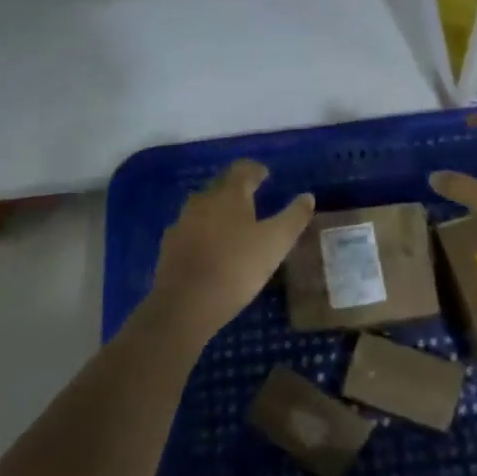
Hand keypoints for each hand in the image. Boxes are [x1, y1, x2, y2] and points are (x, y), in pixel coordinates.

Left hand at [149, 161, 314, 338]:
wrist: (184, 305)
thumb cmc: (236, 268)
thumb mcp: (276, 243)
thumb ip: (294, 217)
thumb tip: (308, 197)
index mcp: (229, 195)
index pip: (242, 170)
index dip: (255, 170)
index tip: (265, 175)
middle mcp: (202, 201)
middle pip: (220, 186)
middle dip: (236, 190)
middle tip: (252, 199)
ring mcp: (182, 223)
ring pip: (203, 208)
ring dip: (217, 212)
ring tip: (232, 226)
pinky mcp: (169, 247)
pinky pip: (190, 231)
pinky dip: (202, 233)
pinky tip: (208, 249)